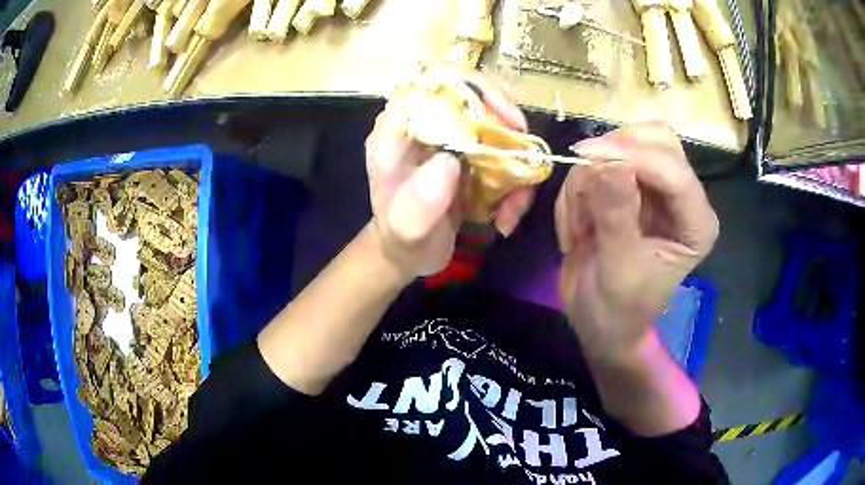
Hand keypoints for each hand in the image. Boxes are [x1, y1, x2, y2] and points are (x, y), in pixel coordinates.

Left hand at [365, 69, 534, 277]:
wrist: (409, 253)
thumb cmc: (402, 240)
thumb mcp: (406, 229)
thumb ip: (419, 202)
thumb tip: (449, 162)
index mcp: (398, 130)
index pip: (431, 82)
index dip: (471, 87)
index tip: (504, 118)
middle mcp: (424, 125)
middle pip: (472, 95)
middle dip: (506, 124)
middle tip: (525, 155)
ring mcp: (449, 138)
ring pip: (494, 124)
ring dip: (516, 160)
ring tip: (514, 206)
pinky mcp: (468, 154)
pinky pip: (502, 151)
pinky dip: (515, 179)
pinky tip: (509, 213)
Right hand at [555, 122, 718, 361]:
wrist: (599, 323)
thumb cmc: (617, 310)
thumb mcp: (618, 270)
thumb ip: (617, 216)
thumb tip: (607, 162)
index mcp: (695, 223)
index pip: (674, 171)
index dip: (633, 155)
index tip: (586, 156)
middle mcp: (681, 197)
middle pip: (656, 139)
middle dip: (614, 154)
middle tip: (582, 185)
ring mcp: (654, 187)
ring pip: (623, 143)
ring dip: (589, 179)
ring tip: (580, 227)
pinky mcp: (629, 185)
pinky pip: (599, 162)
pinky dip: (579, 187)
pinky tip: (578, 225)